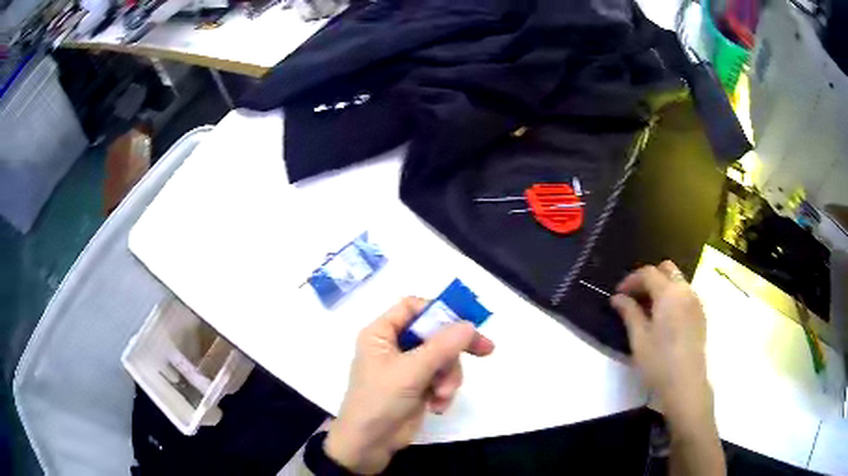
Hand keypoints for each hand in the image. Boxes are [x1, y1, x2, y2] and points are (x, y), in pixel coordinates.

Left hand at [325, 297, 494, 473]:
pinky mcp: (417, 387)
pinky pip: (441, 378)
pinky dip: (443, 391)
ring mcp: (407, 368)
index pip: (412, 307)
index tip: (465, 322)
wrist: (369, 444)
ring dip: (448, 377)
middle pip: (434, 333)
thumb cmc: (380, 401)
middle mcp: (394, 346)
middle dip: (453, 351)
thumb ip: (442, 346)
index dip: (438, 310)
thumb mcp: (411, 371)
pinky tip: (437, 406)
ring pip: (442, 358)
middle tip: (485, 350)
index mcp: (382, 333)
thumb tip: (469, 324)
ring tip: (442, 395)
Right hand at [610, 261, 711, 425]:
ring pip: (678, 281)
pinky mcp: (701, 315)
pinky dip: (673, 297)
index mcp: (669, 293)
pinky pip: (685, 294)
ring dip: (662, 287)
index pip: (648, 273)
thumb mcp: (639, 338)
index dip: (631, 280)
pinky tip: (664, 319)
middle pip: (667, 269)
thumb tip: (618, 298)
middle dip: (649, 277)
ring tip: (648, 309)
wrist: (686, 384)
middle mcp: (685, 291)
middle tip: (635, 296)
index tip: (618, 294)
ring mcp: (696, 302)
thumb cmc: (659, 362)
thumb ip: (629, 313)